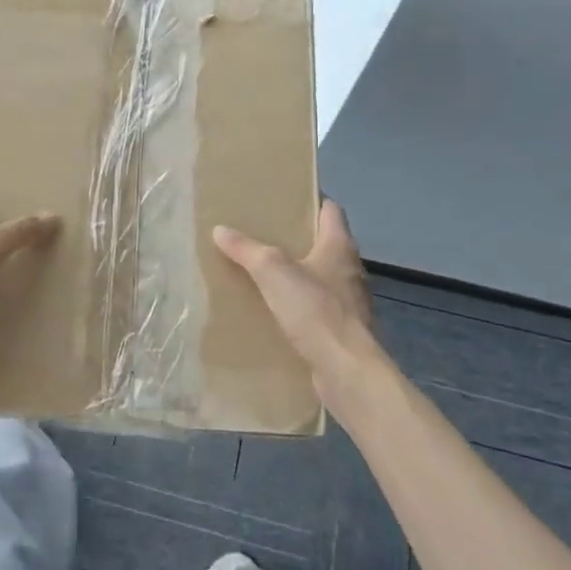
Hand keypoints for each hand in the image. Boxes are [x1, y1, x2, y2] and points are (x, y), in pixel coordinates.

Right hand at [213, 201, 390, 409]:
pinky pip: (319, 308)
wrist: (347, 370)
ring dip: (299, 274)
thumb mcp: (272, 271)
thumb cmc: (315, 310)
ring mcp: (350, 301)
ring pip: (322, 277)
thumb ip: (247, 249)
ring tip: (266, 272)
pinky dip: (301, 305)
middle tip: (265, 234)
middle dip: (298, 239)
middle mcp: (350, 269)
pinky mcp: (343, 330)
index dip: (311, 201)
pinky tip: (278, 311)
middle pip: (325, 243)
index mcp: (339, 246)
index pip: (330, 210)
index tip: (286, 199)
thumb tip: (220, 229)